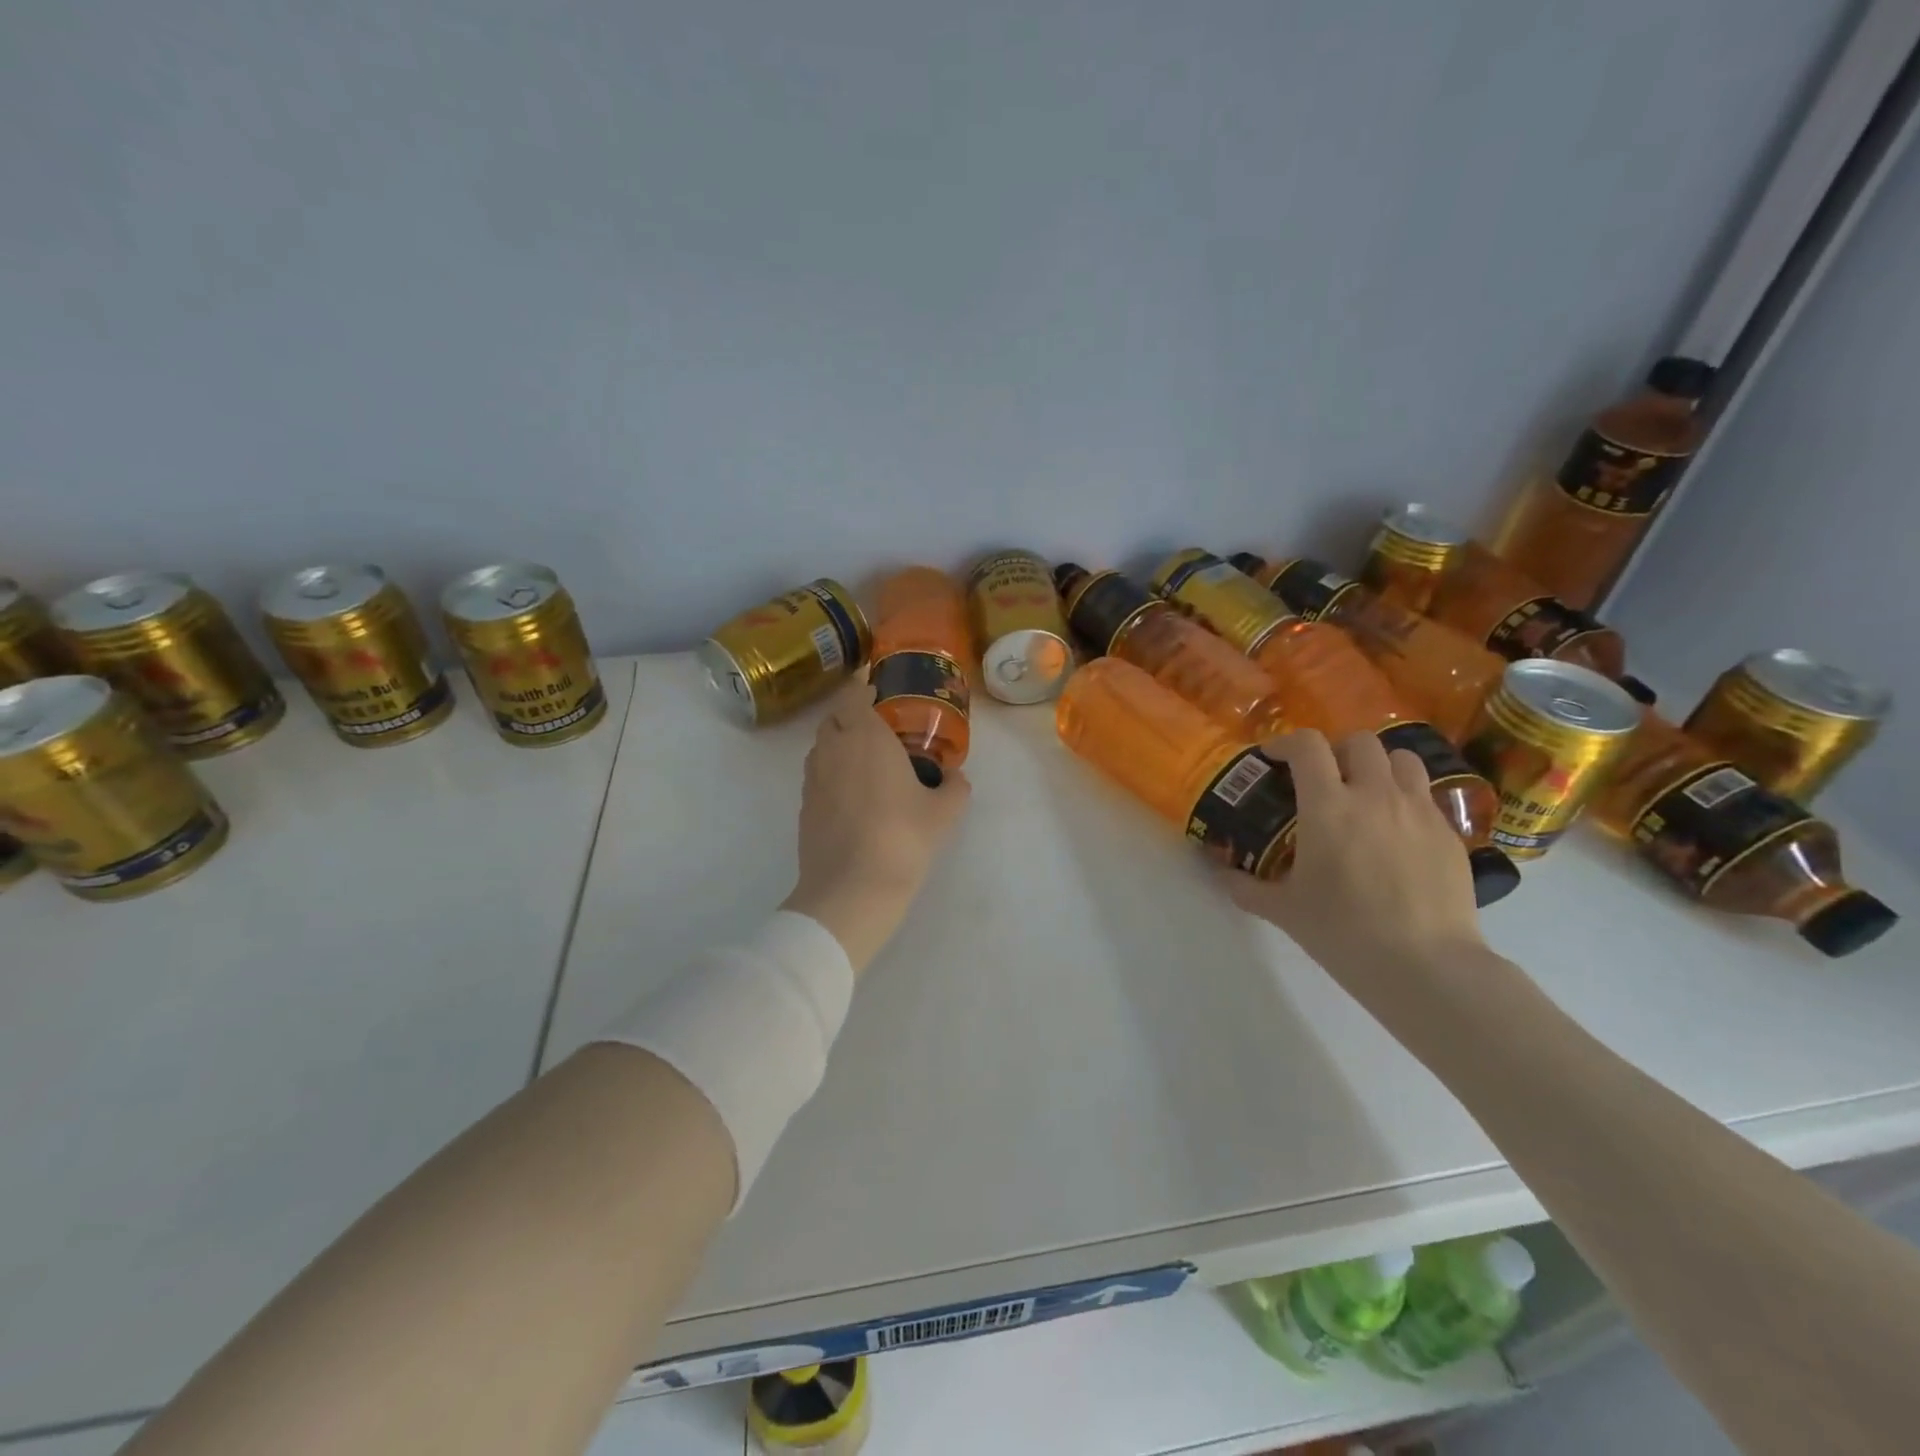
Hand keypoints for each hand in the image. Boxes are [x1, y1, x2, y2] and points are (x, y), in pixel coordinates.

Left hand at [781, 681, 971, 974]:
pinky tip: (854, 797)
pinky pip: (817, 776)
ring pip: (821, 747)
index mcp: (865, 736)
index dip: (864, 689)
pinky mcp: (803, 807)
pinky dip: (832, 775)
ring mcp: (812, 779)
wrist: (851, 889)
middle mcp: (832, 749)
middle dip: (851, 716)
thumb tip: (957, 778)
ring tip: (867, 764)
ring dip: (839, 745)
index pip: (853, 694)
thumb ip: (955, 788)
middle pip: (833, 718)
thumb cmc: (902, 838)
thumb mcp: (943, 812)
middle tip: (880, 730)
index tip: (881, 694)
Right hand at [1220, 730, 1485, 1007]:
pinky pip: (1426, 795)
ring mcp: (1418, 810)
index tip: (1273, 758)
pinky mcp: (1449, 832)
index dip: (1286, 743)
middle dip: (1336, 750)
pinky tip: (1397, 832)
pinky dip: (1406, 798)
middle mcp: (1375, 795)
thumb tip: (1222, 874)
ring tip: (1367, 792)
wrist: (1425, 964)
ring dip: (1379, 765)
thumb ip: (1246, 886)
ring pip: (1402, 758)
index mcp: (1327, 806)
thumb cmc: (1343, 932)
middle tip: (1324, 777)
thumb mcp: (1283, 911)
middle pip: (1359, 741)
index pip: (1307, 746)